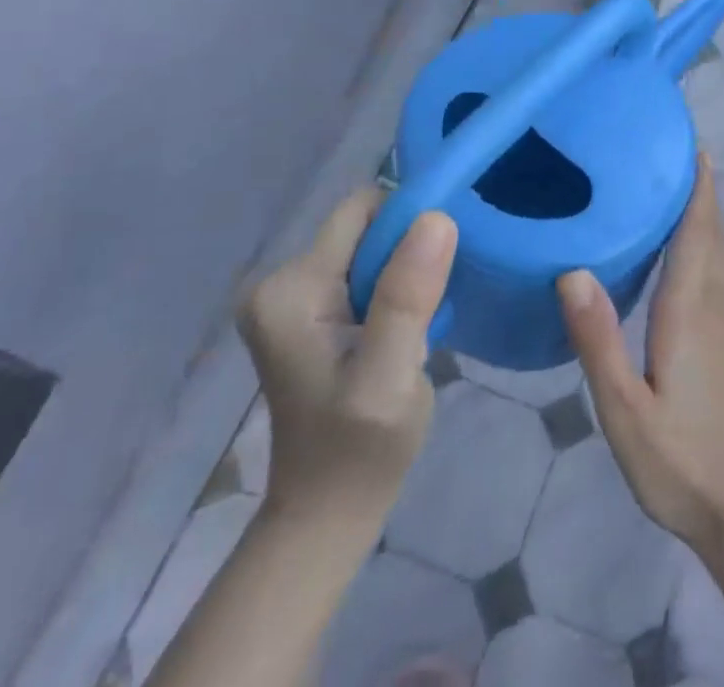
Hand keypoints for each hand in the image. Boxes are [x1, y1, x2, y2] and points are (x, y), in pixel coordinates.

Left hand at [237, 189, 456, 518]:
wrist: (329, 511)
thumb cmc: (360, 449)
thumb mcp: (390, 376)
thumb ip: (407, 296)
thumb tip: (436, 216)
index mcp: (290, 289)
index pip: (362, 211)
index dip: (410, 223)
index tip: (443, 263)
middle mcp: (281, 281)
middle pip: (367, 226)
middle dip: (409, 252)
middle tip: (433, 304)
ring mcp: (293, 297)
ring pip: (372, 246)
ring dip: (406, 272)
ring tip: (422, 320)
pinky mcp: (310, 311)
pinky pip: (367, 269)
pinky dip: (396, 287)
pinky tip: (406, 327)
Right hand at [558, 155, 723, 557]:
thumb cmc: (683, 459)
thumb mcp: (625, 410)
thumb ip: (599, 340)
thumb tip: (571, 270)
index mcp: (691, 305)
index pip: (697, 227)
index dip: (695, 183)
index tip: (685, 142)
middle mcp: (719, 299)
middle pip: (713, 228)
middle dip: (697, 187)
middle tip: (663, 153)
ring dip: (707, 211)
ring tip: (672, 187)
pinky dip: (712, 240)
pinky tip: (690, 249)